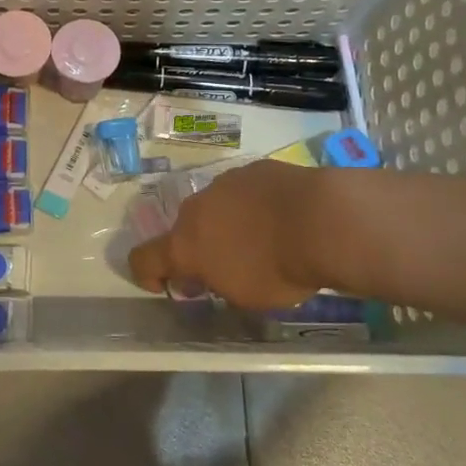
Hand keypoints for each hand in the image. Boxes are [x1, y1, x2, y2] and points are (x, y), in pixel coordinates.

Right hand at [127, 160, 334, 309]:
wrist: (322, 219)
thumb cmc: (279, 269)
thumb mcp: (244, 296)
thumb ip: (216, 283)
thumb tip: (206, 274)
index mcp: (185, 245)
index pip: (143, 259)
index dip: (148, 275)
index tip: (164, 285)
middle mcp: (196, 209)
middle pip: (184, 229)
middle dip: (198, 248)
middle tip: (226, 266)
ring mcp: (224, 183)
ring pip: (214, 207)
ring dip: (225, 224)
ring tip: (260, 239)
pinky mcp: (253, 169)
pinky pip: (243, 191)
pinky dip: (252, 206)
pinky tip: (280, 217)